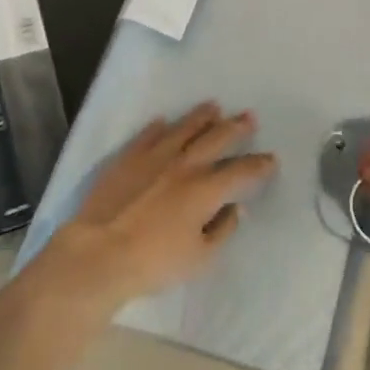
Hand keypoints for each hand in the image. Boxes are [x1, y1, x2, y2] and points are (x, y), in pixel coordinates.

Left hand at [48, 103, 276, 304]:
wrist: (98, 254)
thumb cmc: (153, 263)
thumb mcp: (199, 258)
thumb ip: (222, 230)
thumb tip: (235, 209)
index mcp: (206, 189)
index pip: (242, 172)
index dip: (260, 165)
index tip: (272, 159)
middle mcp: (185, 165)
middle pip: (217, 138)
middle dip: (237, 128)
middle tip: (249, 117)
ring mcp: (154, 157)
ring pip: (184, 128)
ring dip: (201, 117)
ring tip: (213, 106)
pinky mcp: (127, 159)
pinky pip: (147, 136)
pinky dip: (158, 127)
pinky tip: (164, 121)